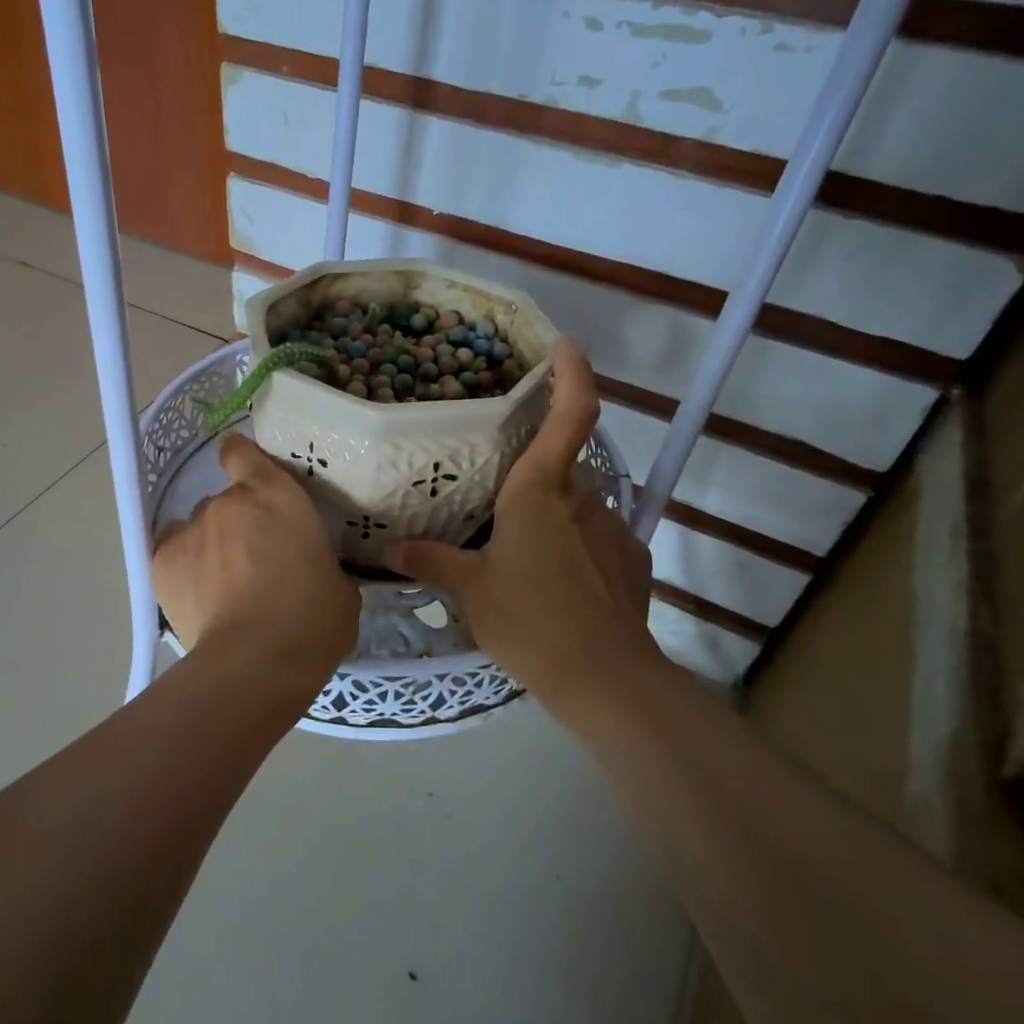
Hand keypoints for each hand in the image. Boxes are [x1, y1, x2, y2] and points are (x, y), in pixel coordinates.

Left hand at [152, 435, 359, 675]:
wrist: (257, 661)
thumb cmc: (313, 620)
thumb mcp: (338, 584)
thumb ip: (319, 561)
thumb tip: (313, 569)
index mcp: (277, 496)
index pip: (243, 454)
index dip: (241, 459)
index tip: (246, 475)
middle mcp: (229, 502)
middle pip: (225, 502)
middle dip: (236, 525)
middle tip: (253, 562)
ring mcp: (191, 529)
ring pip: (198, 529)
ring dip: (210, 548)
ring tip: (223, 588)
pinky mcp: (161, 561)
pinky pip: (172, 554)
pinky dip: (184, 569)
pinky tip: (199, 598)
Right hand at [384, 341, 670, 718]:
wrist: (603, 677)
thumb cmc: (528, 619)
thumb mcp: (471, 590)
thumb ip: (432, 561)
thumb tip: (390, 550)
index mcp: (541, 490)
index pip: (570, 414)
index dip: (572, 374)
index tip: (565, 346)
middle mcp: (583, 498)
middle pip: (560, 470)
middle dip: (533, 482)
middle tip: (499, 511)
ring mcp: (615, 528)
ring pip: (576, 507)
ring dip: (551, 521)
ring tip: (523, 561)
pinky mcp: (633, 560)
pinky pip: (596, 540)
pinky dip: (575, 550)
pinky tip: (557, 587)